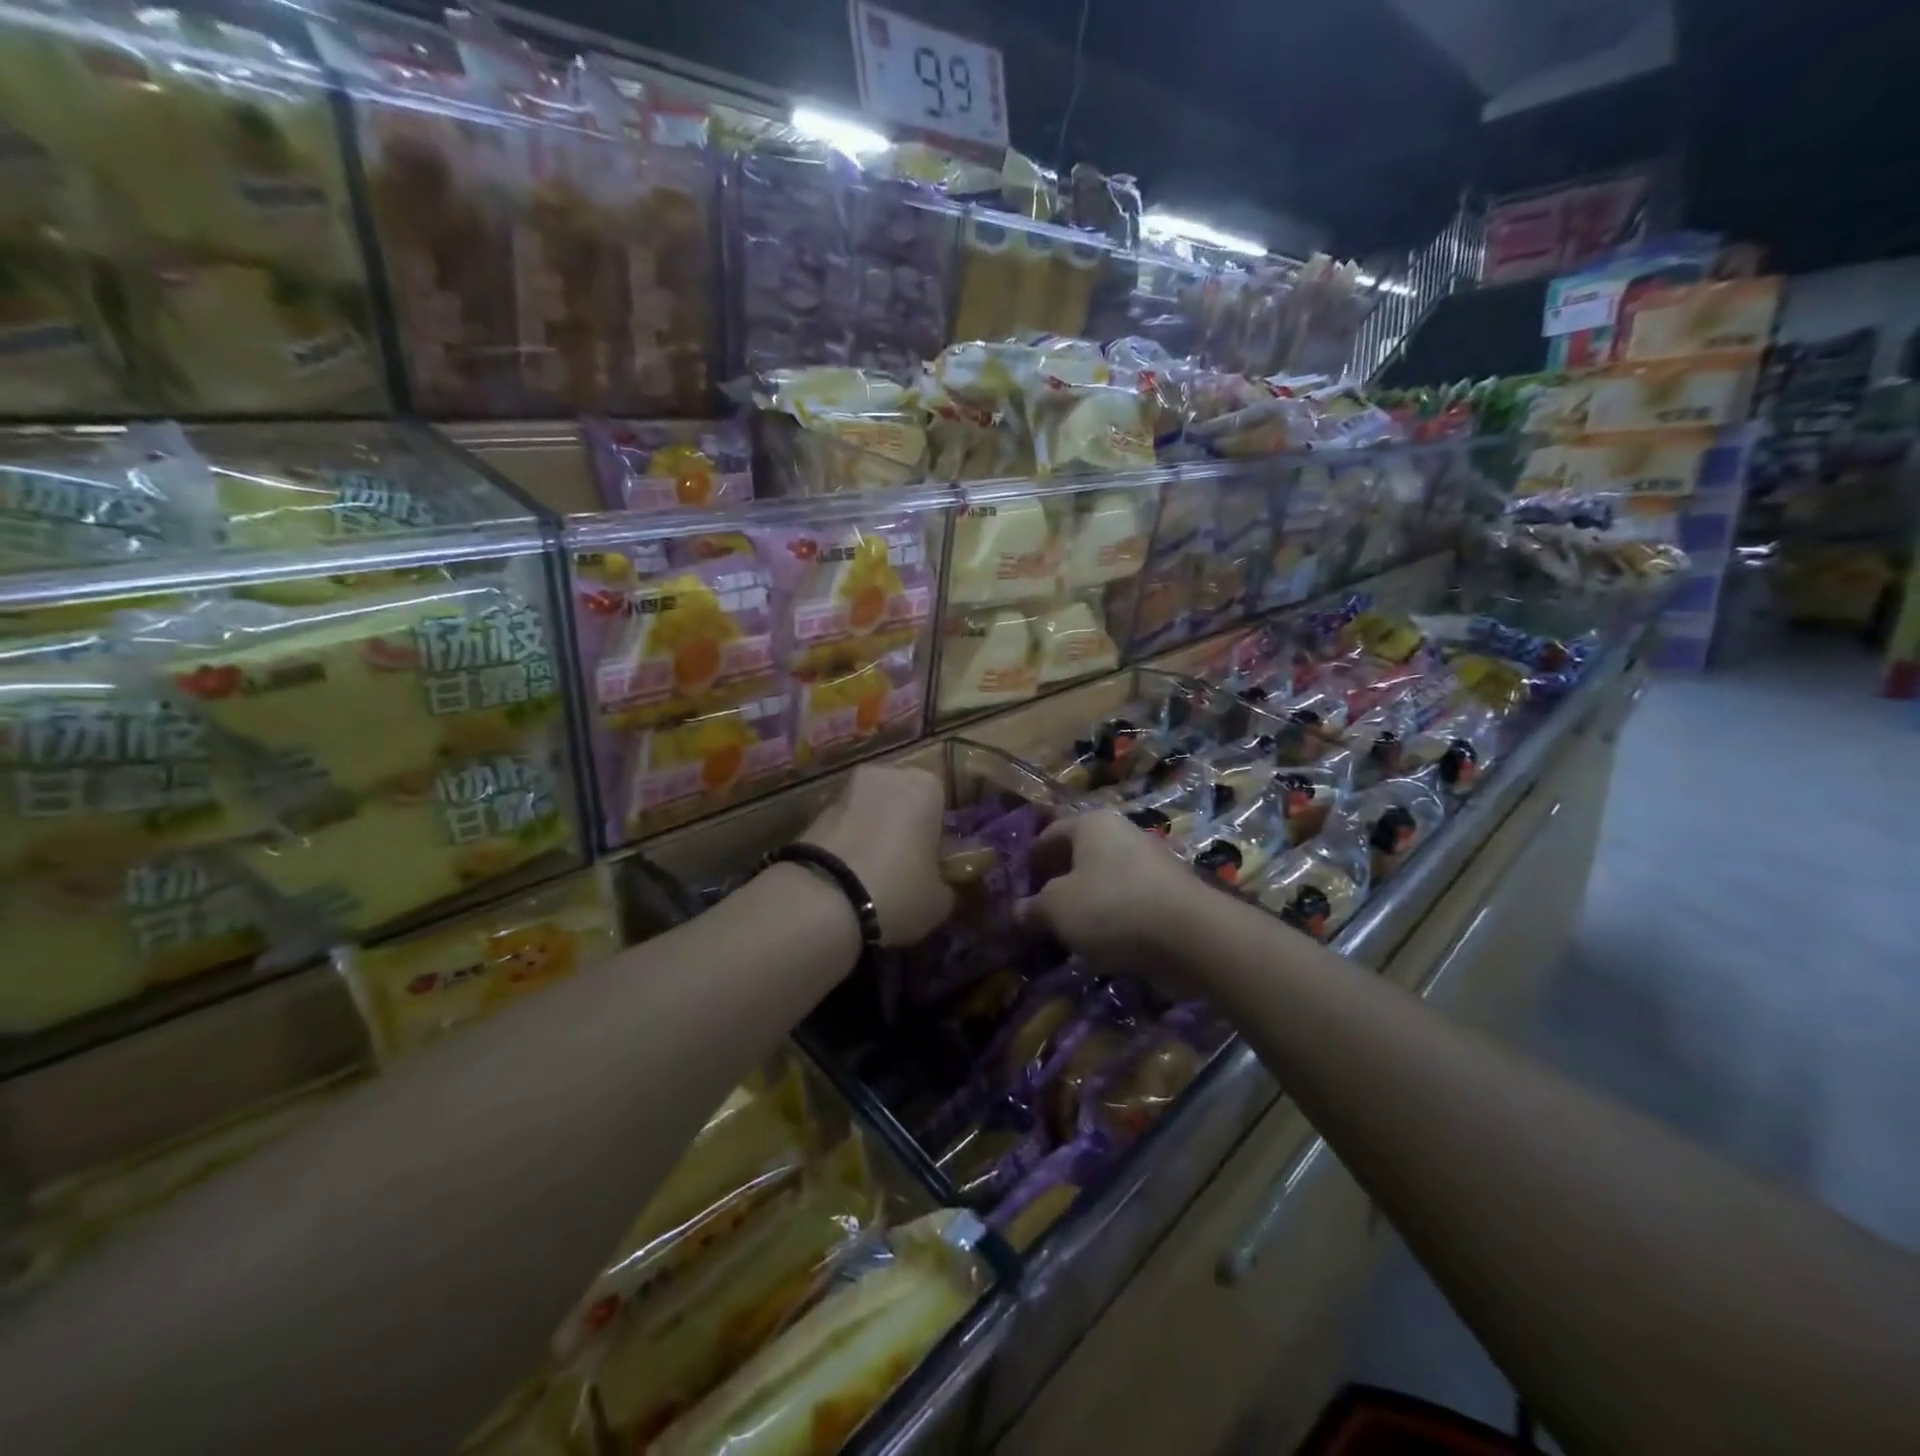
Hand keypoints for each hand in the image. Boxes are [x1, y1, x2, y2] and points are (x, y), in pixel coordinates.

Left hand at [801, 765, 953, 945]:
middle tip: (905, 867)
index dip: (938, 835)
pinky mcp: (813, 811)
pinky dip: (848, 844)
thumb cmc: (898, 890)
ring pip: (869, 810)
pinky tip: (848, 877)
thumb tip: (939, 883)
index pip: (941, 803)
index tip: (934, 863)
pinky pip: (843, 826)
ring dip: (873, 833)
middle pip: (902, 799)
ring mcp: (845, 789)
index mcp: (926, 785)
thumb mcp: (939, 900)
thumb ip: (945, 883)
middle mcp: (886, 775)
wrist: (821, 899)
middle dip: (903, 826)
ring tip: (873, 876)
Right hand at [1014, 810, 1210, 970]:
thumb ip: (1033, 908)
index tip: (1018, 884)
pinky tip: (1101, 943)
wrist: (1190, 935)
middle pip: (1080, 854)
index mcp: (1091, 823)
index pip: (1050, 833)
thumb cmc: (1111, 907)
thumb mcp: (1057, 909)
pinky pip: (1128, 900)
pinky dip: (1112, 917)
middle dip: (1058, 880)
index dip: (1031, 858)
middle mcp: (1122, 833)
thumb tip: (1018, 910)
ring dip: (1085, 901)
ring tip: (1067, 931)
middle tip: (1038, 909)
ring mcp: (1150, 862)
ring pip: (1105, 879)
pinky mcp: (1170, 893)